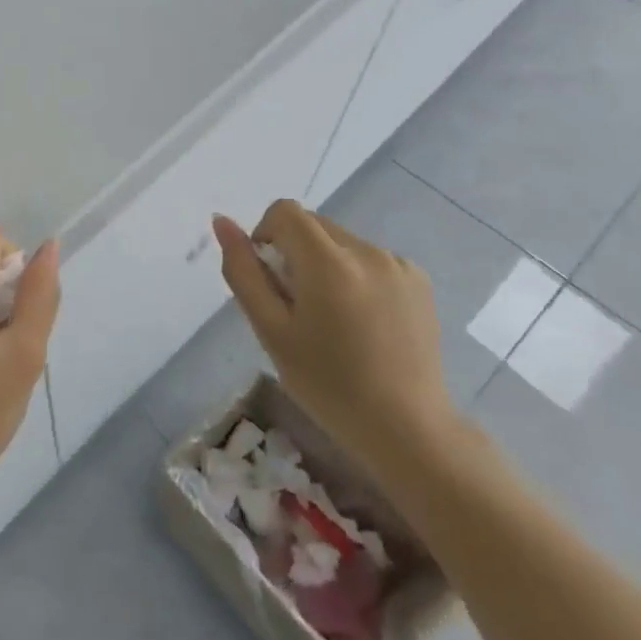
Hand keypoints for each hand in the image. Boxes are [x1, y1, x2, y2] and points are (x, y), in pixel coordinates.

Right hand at [213, 201, 455, 482]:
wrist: (406, 428)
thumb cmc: (327, 385)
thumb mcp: (271, 330)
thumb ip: (243, 271)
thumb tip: (221, 221)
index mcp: (329, 263)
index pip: (285, 211)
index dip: (265, 235)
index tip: (270, 278)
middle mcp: (368, 251)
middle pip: (313, 225)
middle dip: (294, 253)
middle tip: (297, 308)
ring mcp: (399, 263)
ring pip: (340, 241)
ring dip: (324, 264)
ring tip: (333, 320)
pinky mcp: (419, 279)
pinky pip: (369, 258)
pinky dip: (354, 276)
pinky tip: (363, 322)